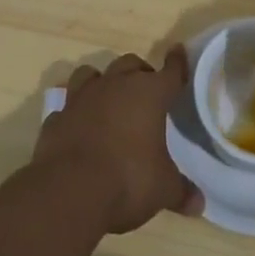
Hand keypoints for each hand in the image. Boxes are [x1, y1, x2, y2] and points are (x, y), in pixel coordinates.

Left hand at [33, 47, 203, 233]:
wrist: (68, 191)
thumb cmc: (128, 180)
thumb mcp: (163, 190)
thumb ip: (180, 191)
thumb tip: (199, 204)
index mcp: (148, 94)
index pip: (169, 72)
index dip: (176, 63)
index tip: (177, 51)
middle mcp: (115, 86)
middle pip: (130, 64)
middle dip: (139, 72)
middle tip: (146, 91)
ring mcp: (81, 98)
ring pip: (91, 73)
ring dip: (102, 82)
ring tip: (107, 98)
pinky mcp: (56, 118)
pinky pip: (67, 106)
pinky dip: (74, 113)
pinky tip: (78, 127)